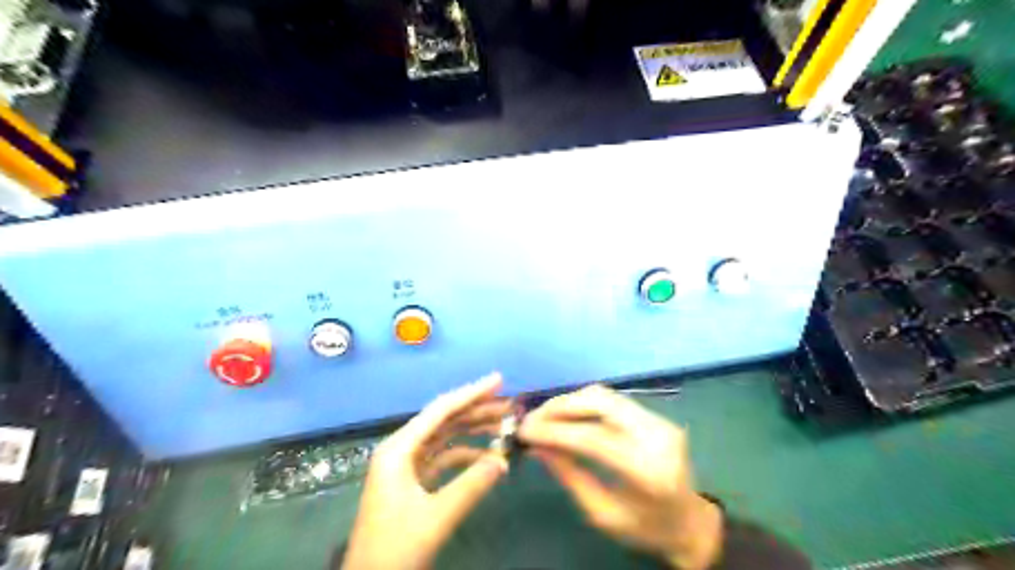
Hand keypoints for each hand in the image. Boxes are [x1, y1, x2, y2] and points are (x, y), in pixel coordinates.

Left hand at [344, 374, 511, 568]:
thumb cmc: (395, 548)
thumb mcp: (436, 517)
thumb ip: (471, 486)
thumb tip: (503, 460)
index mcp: (399, 449)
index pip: (441, 410)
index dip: (471, 393)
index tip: (499, 380)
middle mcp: (401, 449)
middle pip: (444, 420)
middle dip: (477, 410)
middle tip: (509, 404)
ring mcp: (406, 465)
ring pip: (445, 437)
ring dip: (473, 430)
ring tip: (503, 424)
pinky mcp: (412, 481)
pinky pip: (442, 457)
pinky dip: (465, 455)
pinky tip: (486, 458)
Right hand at [519, 385, 724, 568]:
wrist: (691, 522)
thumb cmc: (647, 528)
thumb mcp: (603, 513)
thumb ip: (570, 476)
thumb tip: (537, 446)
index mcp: (648, 470)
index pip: (593, 438)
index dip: (554, 430)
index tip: (524, 431)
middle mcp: (656, 436)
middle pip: (600, 402)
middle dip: (560, 407)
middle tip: (531, 419)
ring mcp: (659, 420)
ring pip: (604, 395)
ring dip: (570, 401)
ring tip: (544, 416)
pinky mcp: (655, 415)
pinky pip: (612, 400)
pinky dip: (584, 403)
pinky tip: (567, 415)